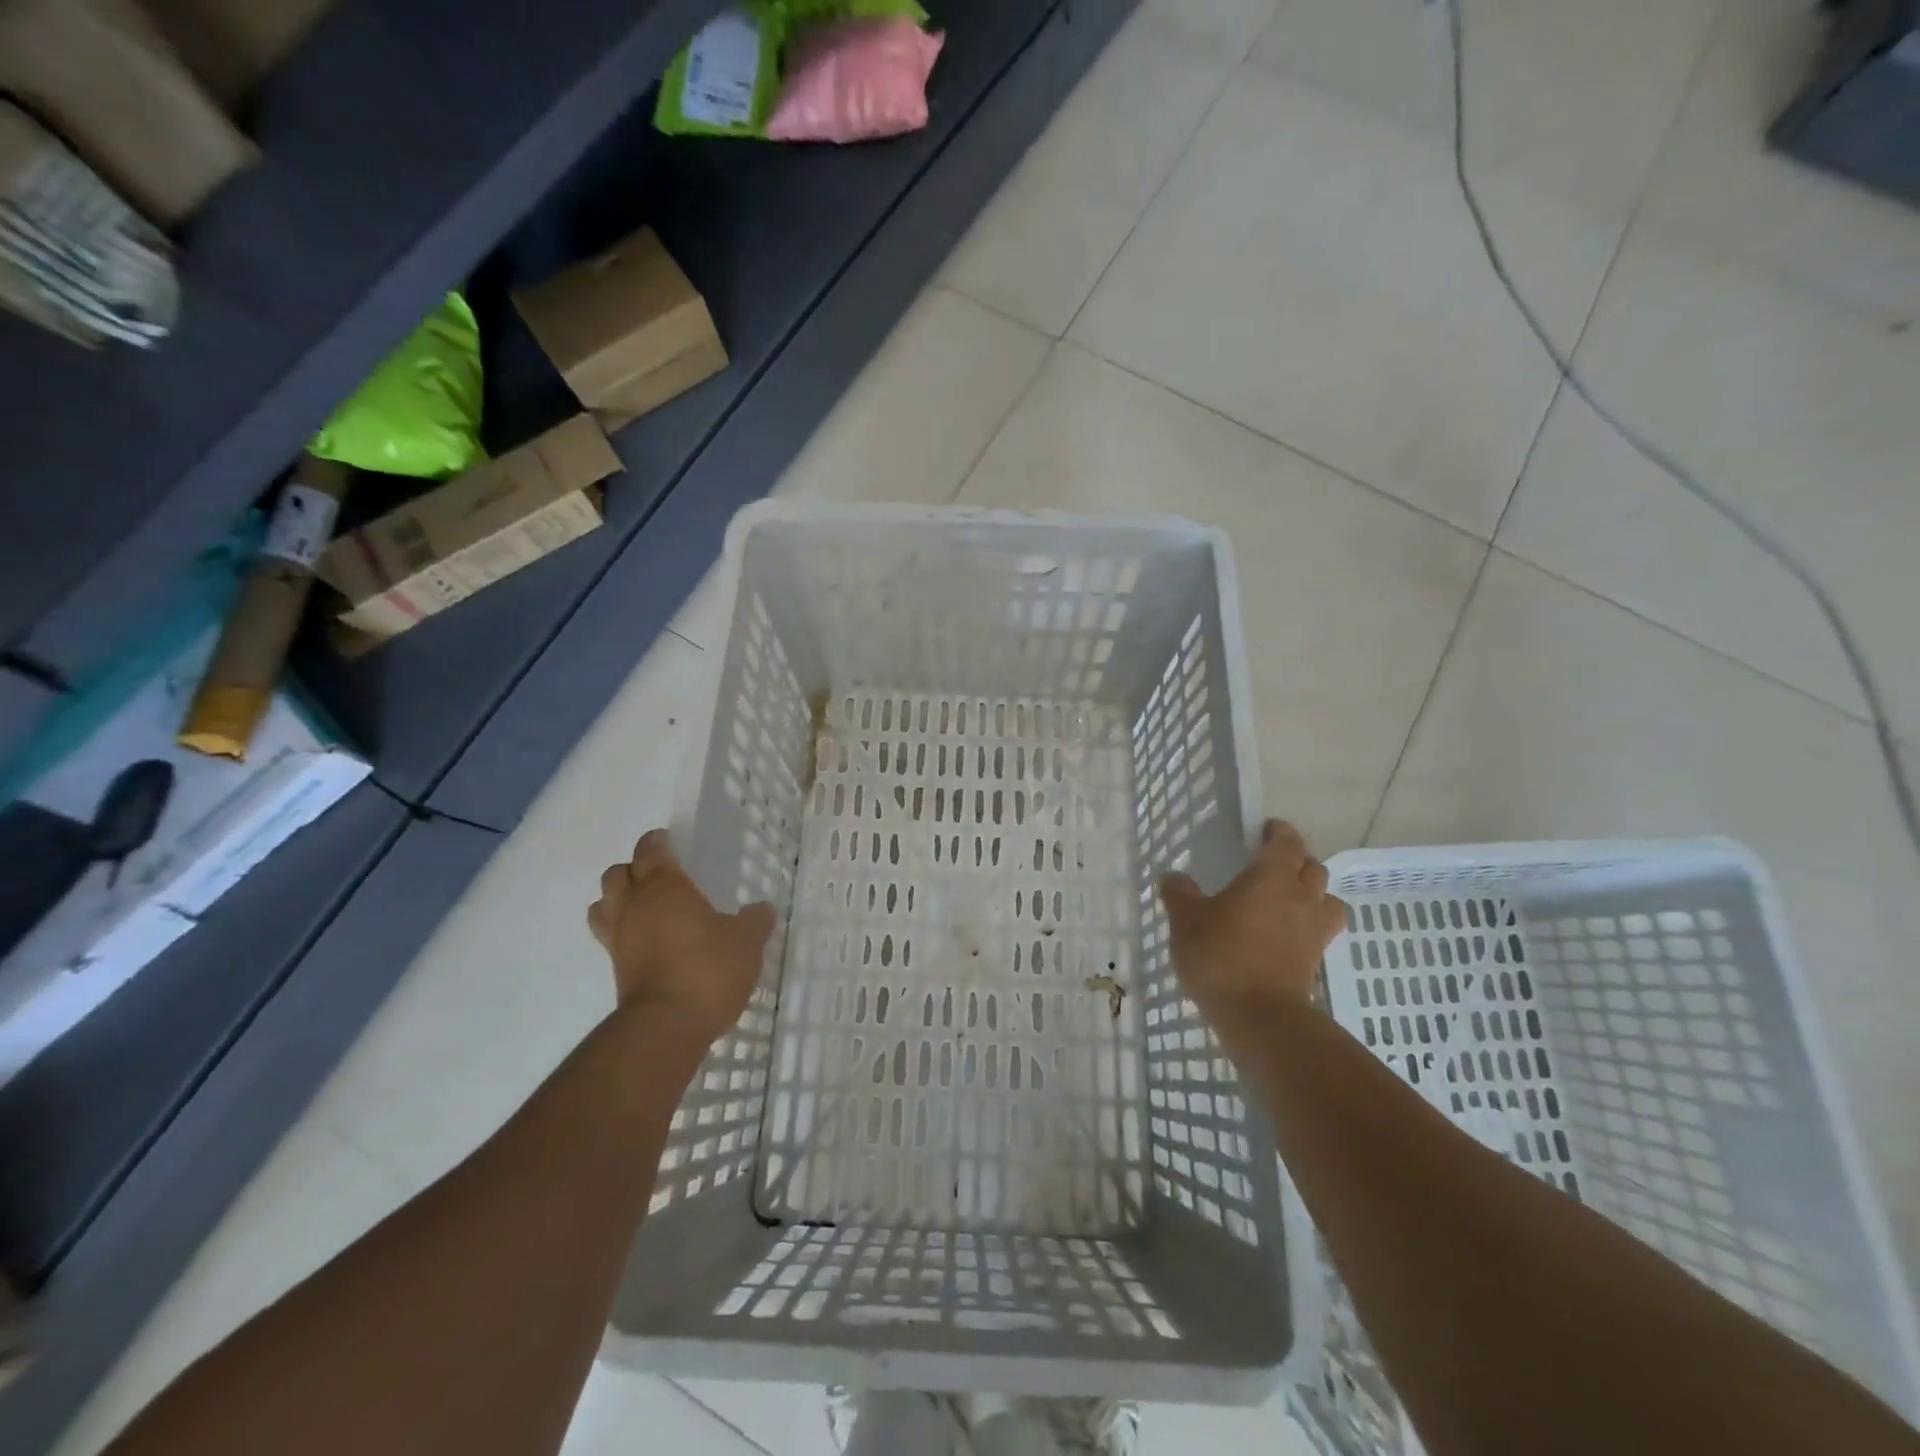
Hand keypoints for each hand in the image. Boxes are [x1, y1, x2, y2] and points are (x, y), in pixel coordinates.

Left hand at [588, 830, 775, 1045]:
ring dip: (617, 901)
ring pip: (602, 905)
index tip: (668, 841)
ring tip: (643, 908)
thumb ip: (754, 921)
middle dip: (633, 870)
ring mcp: (619, 939)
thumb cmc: (708, 969)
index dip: (657, 842)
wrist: (666, 1026)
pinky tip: (647, 942)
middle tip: (658, 876)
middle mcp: (634, 906)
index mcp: (665, 886)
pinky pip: (610, 938)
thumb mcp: (746, 942)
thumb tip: (762, 910)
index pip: (649, 850)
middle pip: (616, 874)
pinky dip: (623, 933)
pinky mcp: (615, 970)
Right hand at [1160, 820, 1346, 1035]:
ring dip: (1312, 893)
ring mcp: (1314, 930)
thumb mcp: (1186, 920)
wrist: (1260, 1016)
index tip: (1262, 831)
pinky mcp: (1316, 959)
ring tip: (1286, 900)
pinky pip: (1321, 929)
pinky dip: (1309, 924)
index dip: (1277, 832)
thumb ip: (1179, 893)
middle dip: (1295, 861)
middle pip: (1313, 867)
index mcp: (1271, 876)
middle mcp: (1301, 896)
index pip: (1287, 841)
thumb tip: (1173, 877)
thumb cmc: (1221, 956)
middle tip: (1269, 865)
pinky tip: (1285, 933)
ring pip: (1327, 898)